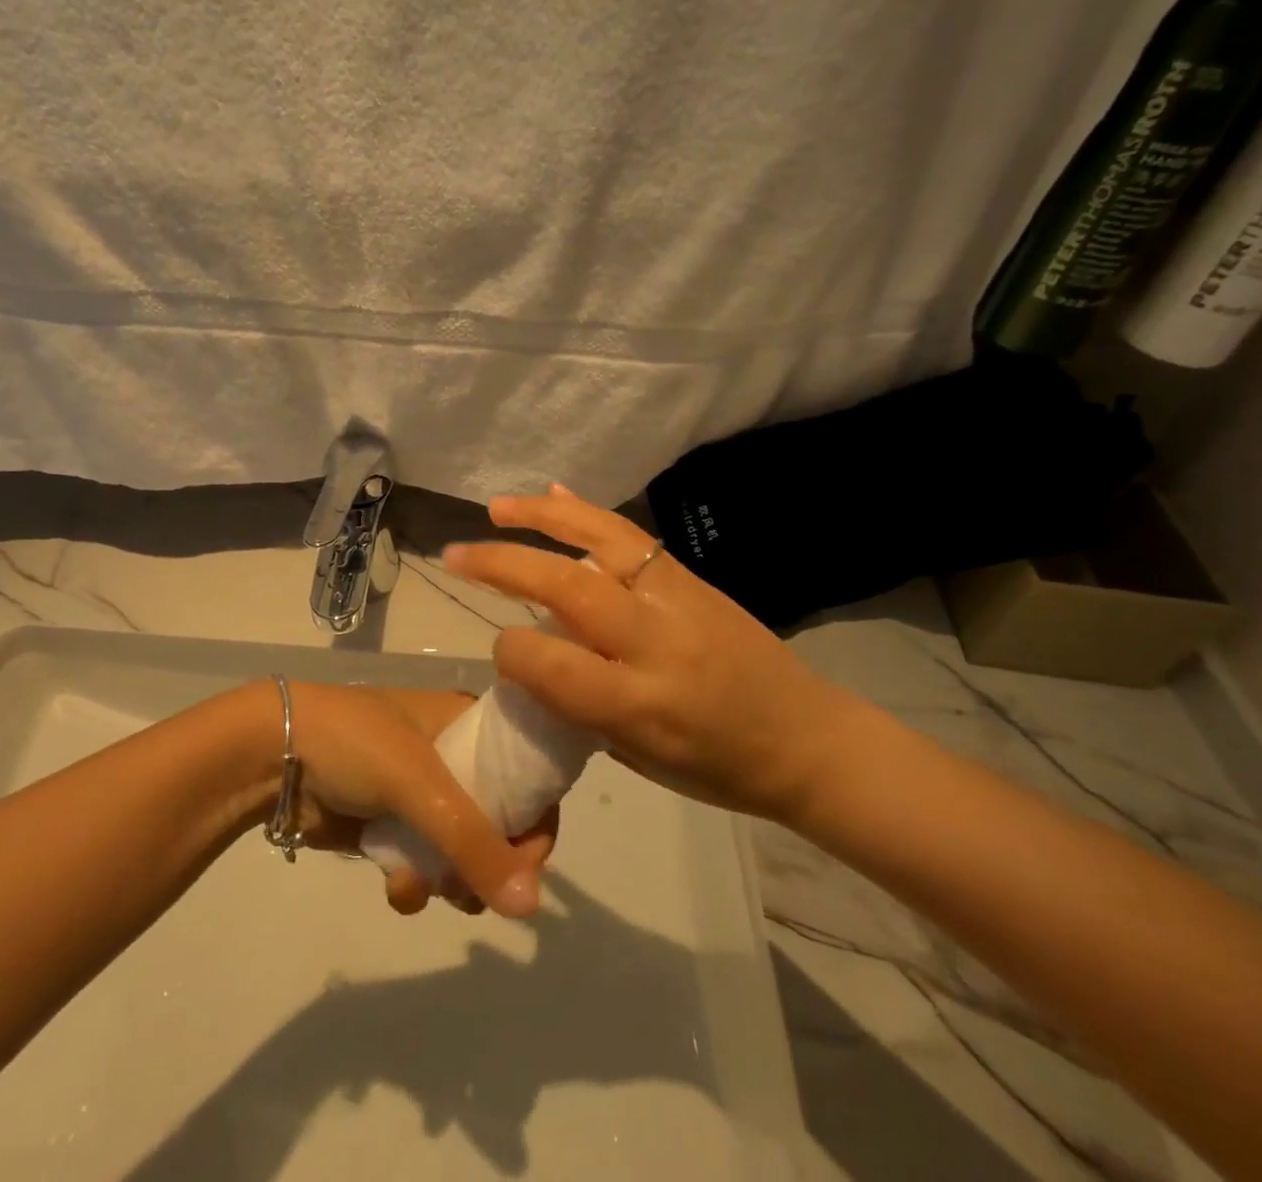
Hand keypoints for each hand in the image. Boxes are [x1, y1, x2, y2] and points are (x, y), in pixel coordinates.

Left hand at [264, 682, 553, 917]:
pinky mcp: (390, 826)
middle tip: (478, 890)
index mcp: (468, 723)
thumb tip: (531, 907)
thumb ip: (475, 843)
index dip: (537, 819)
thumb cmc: (356, 745)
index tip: (527, 865)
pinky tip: (397, 887)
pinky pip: (424, 865)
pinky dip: (416, 884)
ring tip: (430, 887)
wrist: (273, 756)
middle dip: (491, 864)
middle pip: (501, 820)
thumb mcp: (421, 783)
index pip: (528, 772)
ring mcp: (420, 794)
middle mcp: (453, 755)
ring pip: (462, 851)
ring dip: (451, 881)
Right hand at [440, 486, 869, 822]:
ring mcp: (675, 597)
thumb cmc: (718, 768)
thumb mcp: (638, 758)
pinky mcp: (689, 576)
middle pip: (565, 587)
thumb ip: (580, 706)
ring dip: (542, 517)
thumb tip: (531, 652)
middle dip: (501, 564)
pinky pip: (629, 535)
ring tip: (497, 506)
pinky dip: (585, 513)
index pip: (551, 664)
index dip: (511, 652)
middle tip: (453, 553)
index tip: (501, 650)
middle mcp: (655, 642)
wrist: (808, 738)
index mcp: (640, 705)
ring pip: (599, 540)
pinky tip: (555, 495)